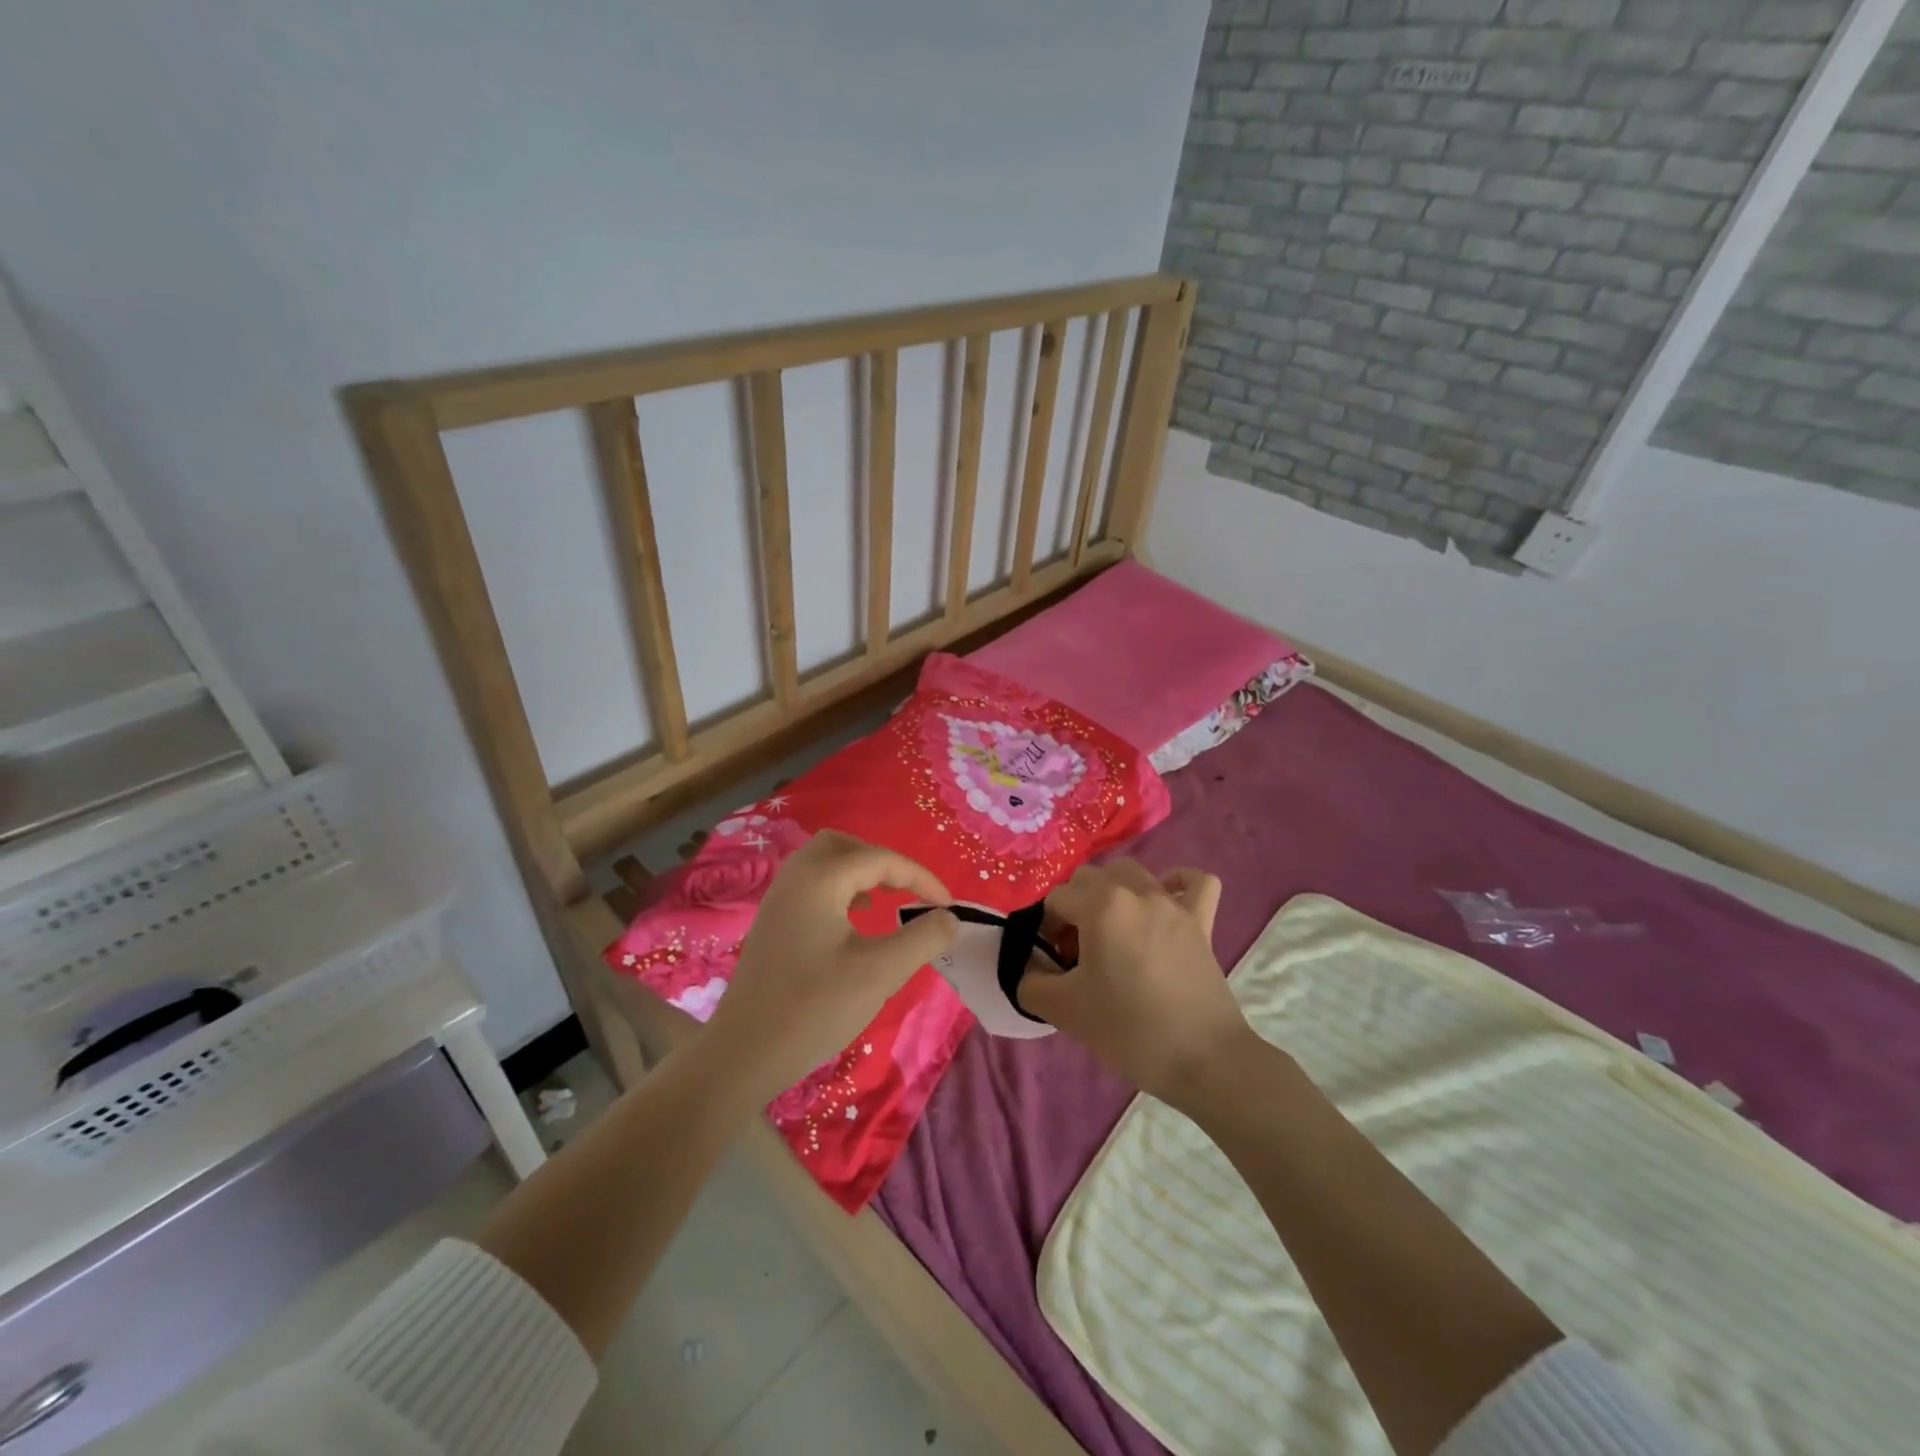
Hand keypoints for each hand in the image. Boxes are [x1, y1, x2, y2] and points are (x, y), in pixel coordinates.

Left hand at [703, 830, 958, 1100]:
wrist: (744, 1054)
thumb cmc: (815, 1007)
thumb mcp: (881, 972)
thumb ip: (924, 938)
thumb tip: (949, 918)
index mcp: (819, 879)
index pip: (881, 859)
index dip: (921, 878)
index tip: (949, 906)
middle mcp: (795, 878)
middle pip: (844, 845)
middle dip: (881, 861)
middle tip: (907, 890)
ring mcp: (778, 900)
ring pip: (825, 864)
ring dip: (859, 875)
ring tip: (883, 903)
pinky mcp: (773, 924)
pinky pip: (812, 887)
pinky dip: (840, 892)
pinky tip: (852, 924)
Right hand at [1018, 860, 1251, 1107]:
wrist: (1203, 1060)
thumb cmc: (1129, 1030)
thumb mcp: (1065, 1011)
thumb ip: (1031, 983)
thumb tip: (1027, 970)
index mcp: (1100, 907)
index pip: (1056, 899)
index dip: (1045, 928)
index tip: (1052, 962)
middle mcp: (1136, 892)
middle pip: (1089, 878)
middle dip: (1074, 906)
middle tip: (1076, 951)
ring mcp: (1173, 905)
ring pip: (1132, 873)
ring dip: (1112, 892)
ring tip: (1111, 930)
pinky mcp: (1202, 922)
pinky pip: (1194, 883)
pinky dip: (1177, 883)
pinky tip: (1164, 903)